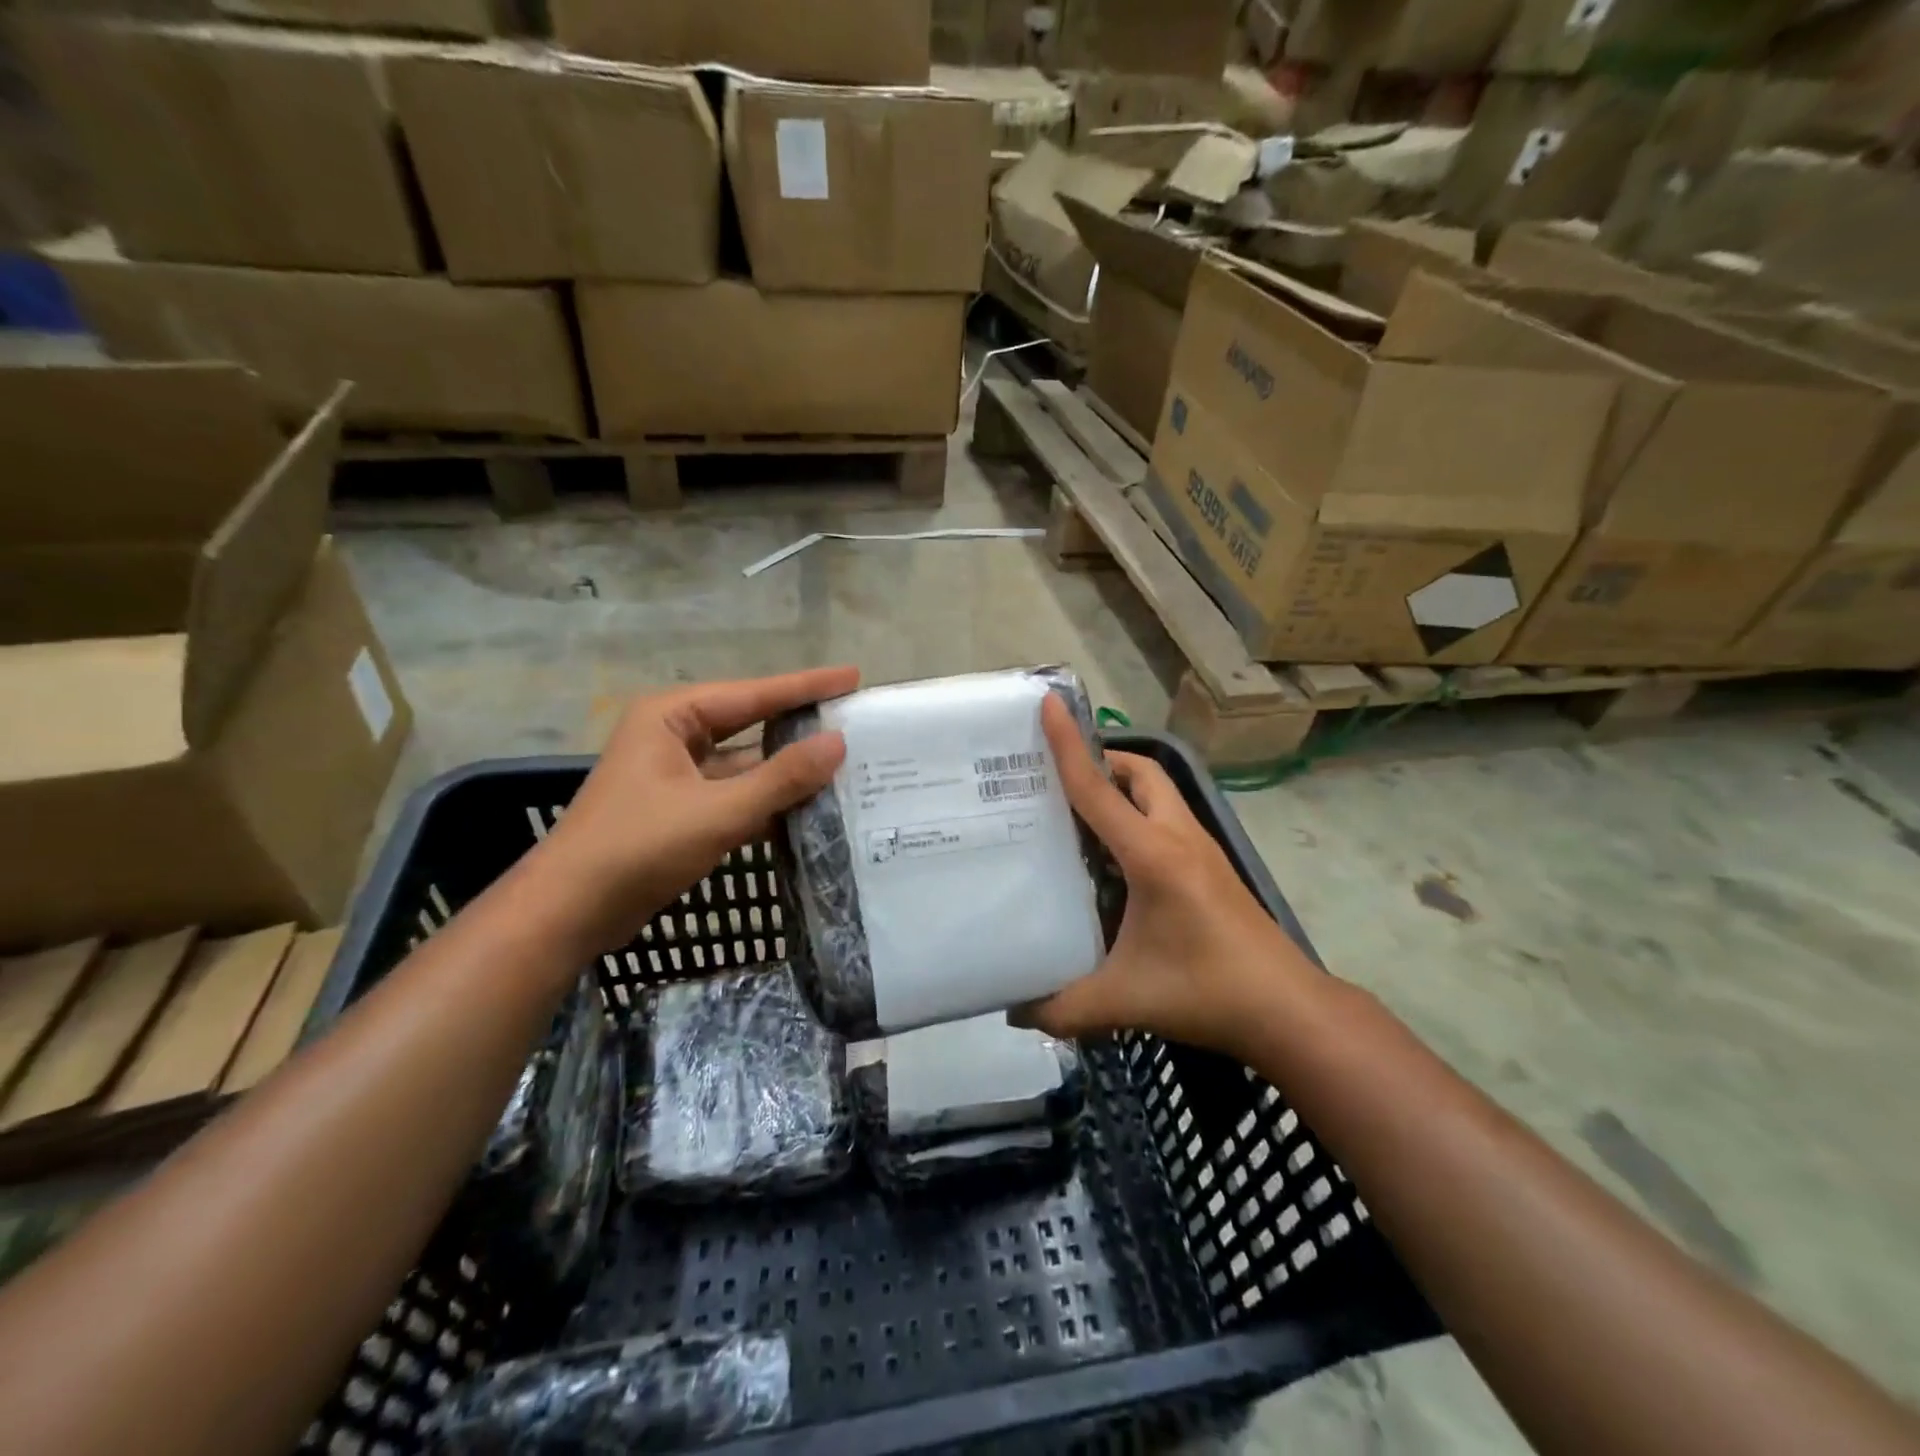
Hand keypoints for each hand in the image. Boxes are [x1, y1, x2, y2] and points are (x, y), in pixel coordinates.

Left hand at [528, 667, 858, 954]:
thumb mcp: (717, 811)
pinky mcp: (680, 810)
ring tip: (845, 762)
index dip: (806, 686)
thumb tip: (838, 743)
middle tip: (854, 718)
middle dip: (800, 724)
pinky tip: (809, 805)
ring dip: (787, 768)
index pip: (753, 694)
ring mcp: (676, 775)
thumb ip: (781, 778)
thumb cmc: (637, 848)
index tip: (852, 676)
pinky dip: (768, 799)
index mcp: (672, 716)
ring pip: (744, 763)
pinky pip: (735, 794)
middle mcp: (674, 736)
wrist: (568, 913)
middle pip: (750, 723)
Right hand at [1013, 696, 1317, 1056]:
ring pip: (1158, 793)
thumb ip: (1063, 1007)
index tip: (1049, 704)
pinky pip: (1166, 819)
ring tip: (1078, 813)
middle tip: (1058, 778)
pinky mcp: (1211, 868)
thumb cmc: (1206, 992)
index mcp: (1152, 855)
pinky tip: (1115, 857)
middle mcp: (1178, 838)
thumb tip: (1013, 1011)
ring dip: (1121, 788)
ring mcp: (1201, 850)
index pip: (1098, 789)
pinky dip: (1137, 815)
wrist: (1287, 1010)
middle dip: (1101, 761)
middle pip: (1140, 773)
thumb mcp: (1124, 999)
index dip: (1068, 746)